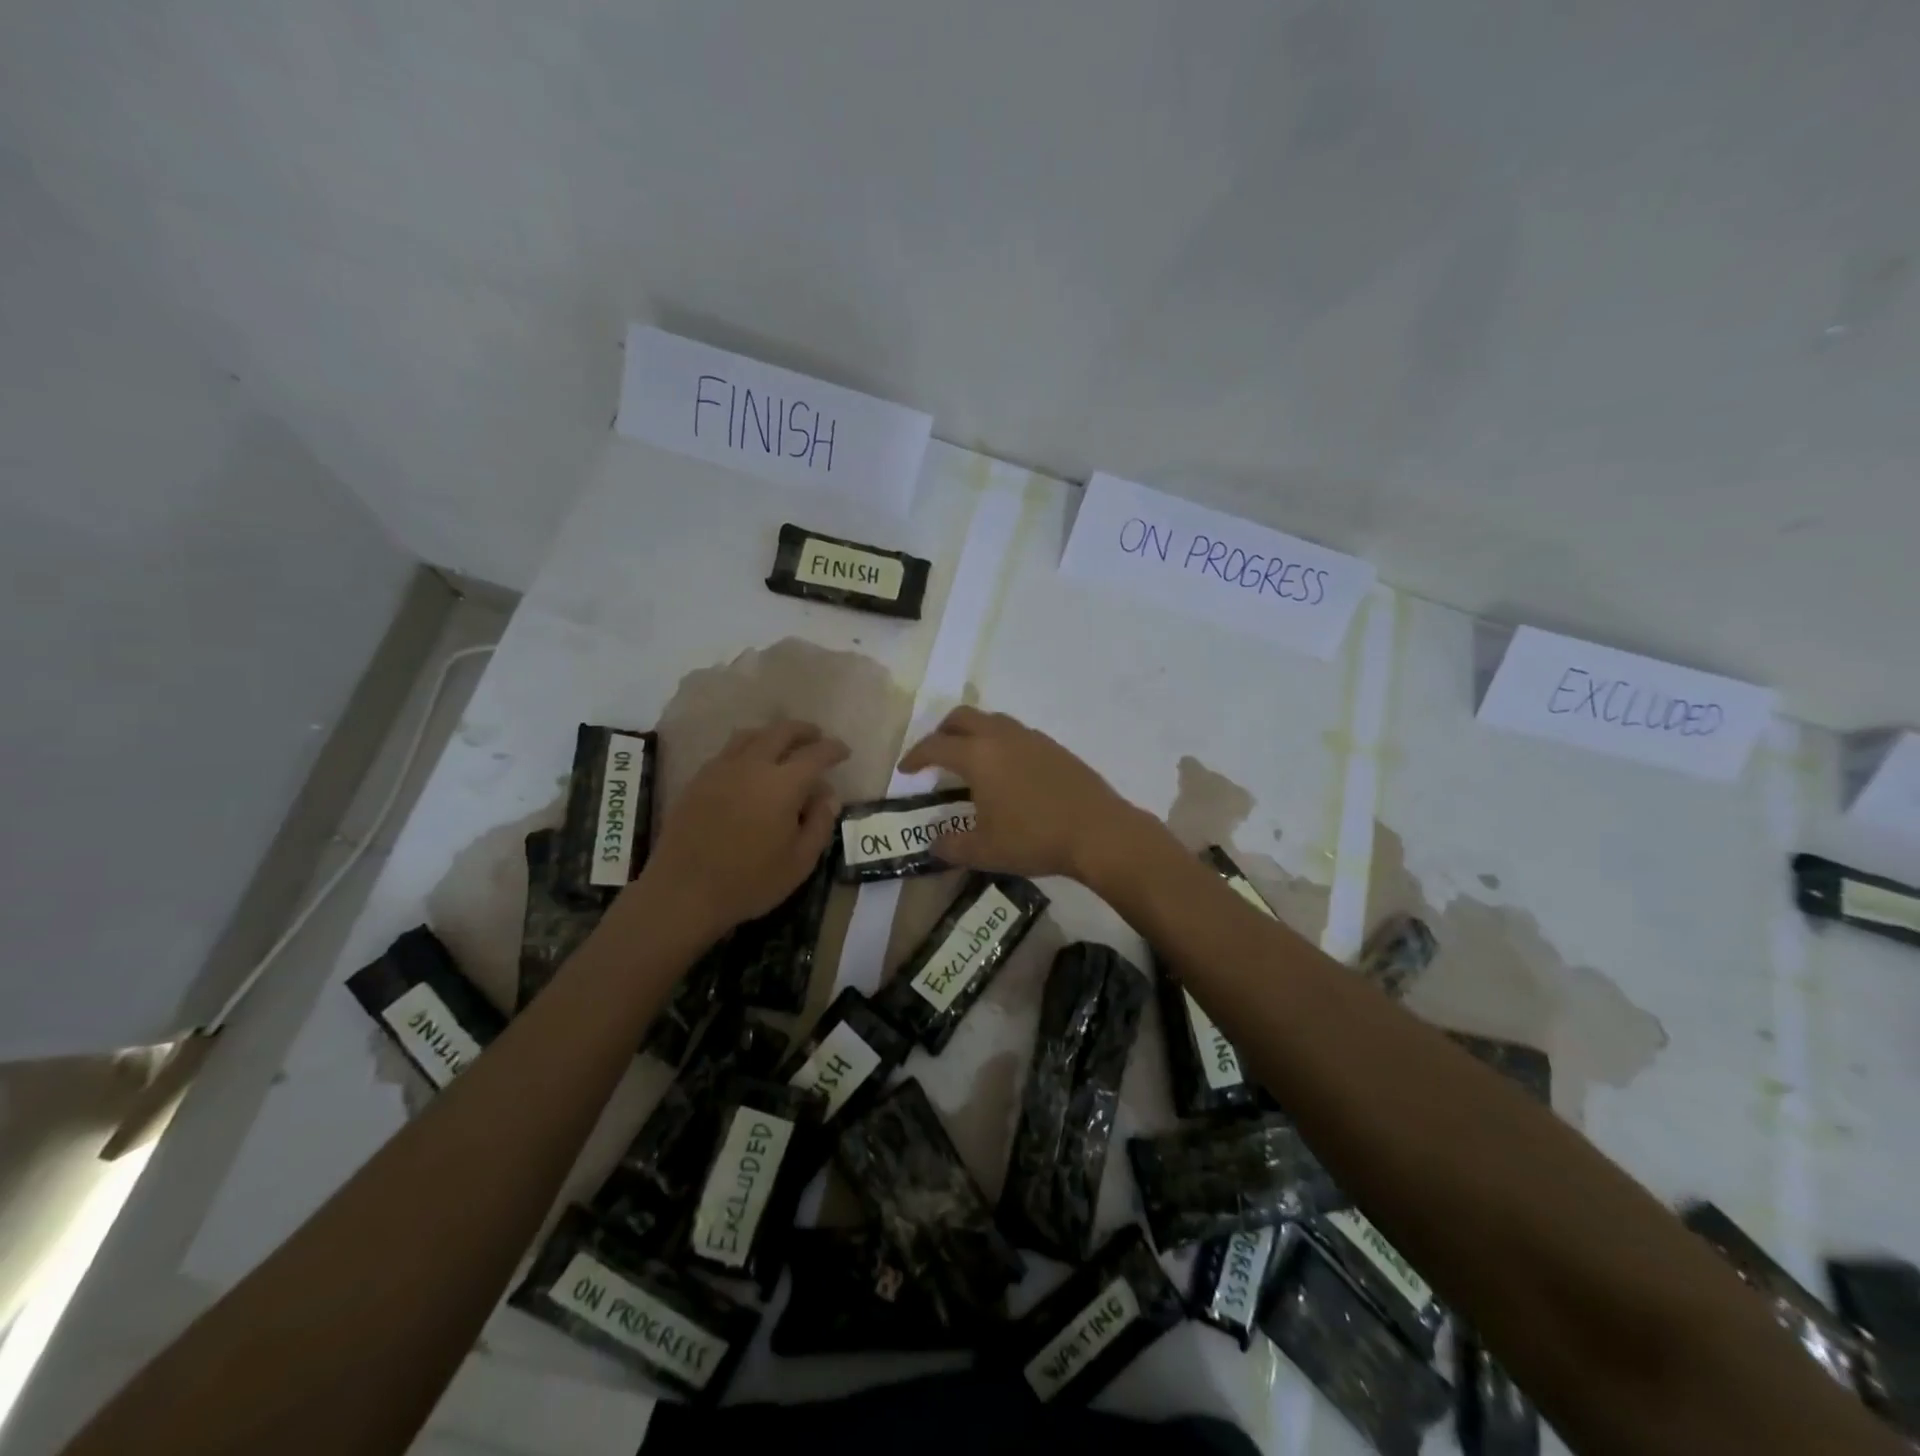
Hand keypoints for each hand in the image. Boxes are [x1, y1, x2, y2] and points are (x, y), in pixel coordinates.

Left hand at [642, 720, 847, 937]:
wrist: (683, 892)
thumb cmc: (749, 882)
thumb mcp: (800, 862)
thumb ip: (819, 823)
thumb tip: (827, 795)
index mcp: (783, 784)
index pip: (815, 754)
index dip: (833, 749)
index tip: (844, 752)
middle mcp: (752, 765)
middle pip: (781, 732)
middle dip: (803, 731)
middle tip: (816, 737)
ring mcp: (720, 770)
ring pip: (750, 736)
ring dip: (772, 734)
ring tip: (782, 746)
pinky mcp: (697, 781)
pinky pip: (727, 752)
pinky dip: (746, 749)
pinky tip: (748, 767)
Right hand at [897, 706, 1141, 879]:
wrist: (1098, 832)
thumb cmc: (1034, 839)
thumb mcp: (985, 851)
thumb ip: (952, 846)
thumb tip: (934, 844)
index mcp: (978, 755)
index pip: (936, 746)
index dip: (916, 756)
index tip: (906, 770)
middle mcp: (1002, 737)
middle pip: (962, 717)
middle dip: (942, 732)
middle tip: (935, 755)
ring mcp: (1032, 738)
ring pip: (992, 720)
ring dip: (973, 733)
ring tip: (970, 760)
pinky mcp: (1054, 747)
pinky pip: (1016, 733)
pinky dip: (1000, 742)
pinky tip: (1007, 771)